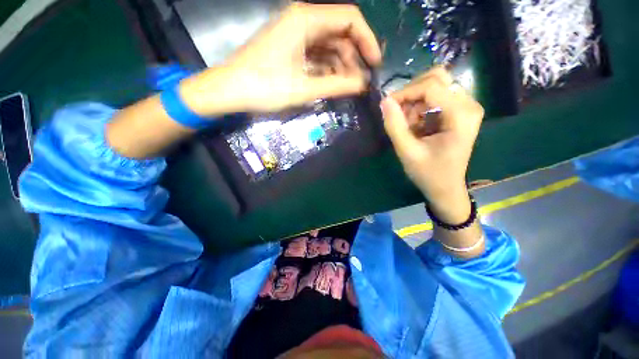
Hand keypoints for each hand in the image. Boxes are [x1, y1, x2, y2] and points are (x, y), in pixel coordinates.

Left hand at [182, 3, 381, 115]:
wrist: (231, 90)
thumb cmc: (265, 87)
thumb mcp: (304, 88)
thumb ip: (336, 85)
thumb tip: (363, 84)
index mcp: (306, 20)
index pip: (350, 19)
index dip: (367, 41)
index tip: (375, 65)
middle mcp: (303, 20)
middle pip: (341, 33)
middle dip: (354, 58)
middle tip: (359, 84)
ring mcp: (296, 34)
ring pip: (330, 46)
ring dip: (341, 66)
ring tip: (346, 88)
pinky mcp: (292, 48)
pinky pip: (318, 55)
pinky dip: (328, 69)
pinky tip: (332, 84)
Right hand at [381, 67, 483, 211]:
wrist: (446, 187)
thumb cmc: (428, 173)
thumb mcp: (407, 152)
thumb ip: (395, 126)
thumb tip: (384, 101)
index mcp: (461, 114)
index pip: (430, 86)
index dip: (404, 93)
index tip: (387, 106)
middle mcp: (468, 104)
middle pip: (436, 78)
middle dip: (411, 94)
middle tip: (399, 115)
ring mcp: (466, 106)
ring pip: (435, 86)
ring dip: (415, 102)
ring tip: (407, 125)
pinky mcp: (459, 111)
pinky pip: (436, 97)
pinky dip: (420, 107)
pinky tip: (415, 125)